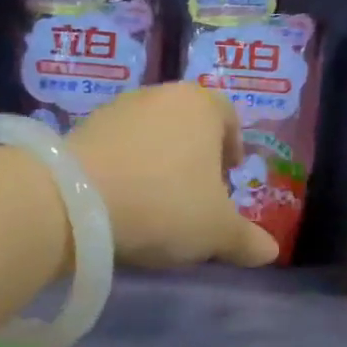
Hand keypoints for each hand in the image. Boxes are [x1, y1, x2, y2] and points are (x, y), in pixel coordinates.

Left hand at [67, 83, 279, 268]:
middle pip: (187, 122)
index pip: (228, 115)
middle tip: (197, 192)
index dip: (233, 144)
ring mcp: (117, 109)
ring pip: (150, 133)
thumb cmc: (165, 205)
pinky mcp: (81, 129)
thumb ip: (246, 240)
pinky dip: (126, 168)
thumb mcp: (216, 231)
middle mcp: (159, 95)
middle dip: (195, 155)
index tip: (229, 174)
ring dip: (158, 161)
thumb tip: (271, 251)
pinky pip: (117, 147)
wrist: (75, 202)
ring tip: (157, 201)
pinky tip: (124, 200)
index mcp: (201, 106)